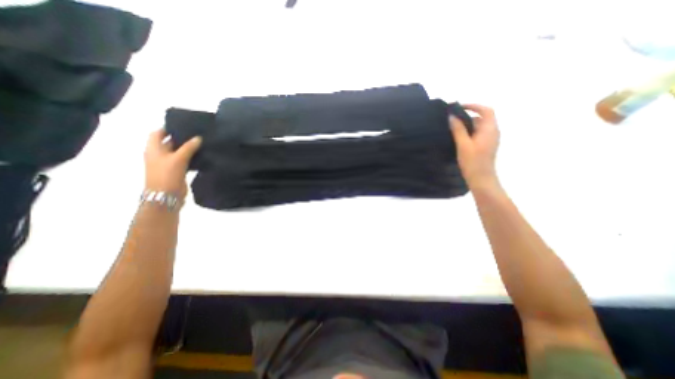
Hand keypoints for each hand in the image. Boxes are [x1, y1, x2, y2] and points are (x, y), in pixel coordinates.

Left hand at [144, 129, 200, 198]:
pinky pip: (185, 161)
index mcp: (153, 149)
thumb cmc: (167, 174)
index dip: (168, 128)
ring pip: (179, 152)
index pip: (158, 133)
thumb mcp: (178, 159)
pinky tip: (202, 156)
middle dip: (182, 138)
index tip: (184, 125)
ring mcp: (168, 163)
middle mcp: (159, 154)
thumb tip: (198, 138)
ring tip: (202, 143)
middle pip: (169, 142)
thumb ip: (189, 147)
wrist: (166, 195)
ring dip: (188, 149)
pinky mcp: (176, 171)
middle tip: (197, 134)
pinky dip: (192, 158)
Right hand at [450, 104, 496, 190]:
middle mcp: (492, 132)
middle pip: (482, 118)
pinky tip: (458, 139)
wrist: (481, 178)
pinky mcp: (486, 146)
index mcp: (489, 129)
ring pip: (479, 127)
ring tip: (452, 129)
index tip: (459, 107)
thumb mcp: (463, 145)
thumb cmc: (472, 162)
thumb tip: (452, 117)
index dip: (474, 106)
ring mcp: (490, 139)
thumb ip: (458, 130)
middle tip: (452, 120)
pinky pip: (478, 134)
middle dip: (467, 116)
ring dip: (467, 125)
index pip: (486, 110)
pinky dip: (469, 132)